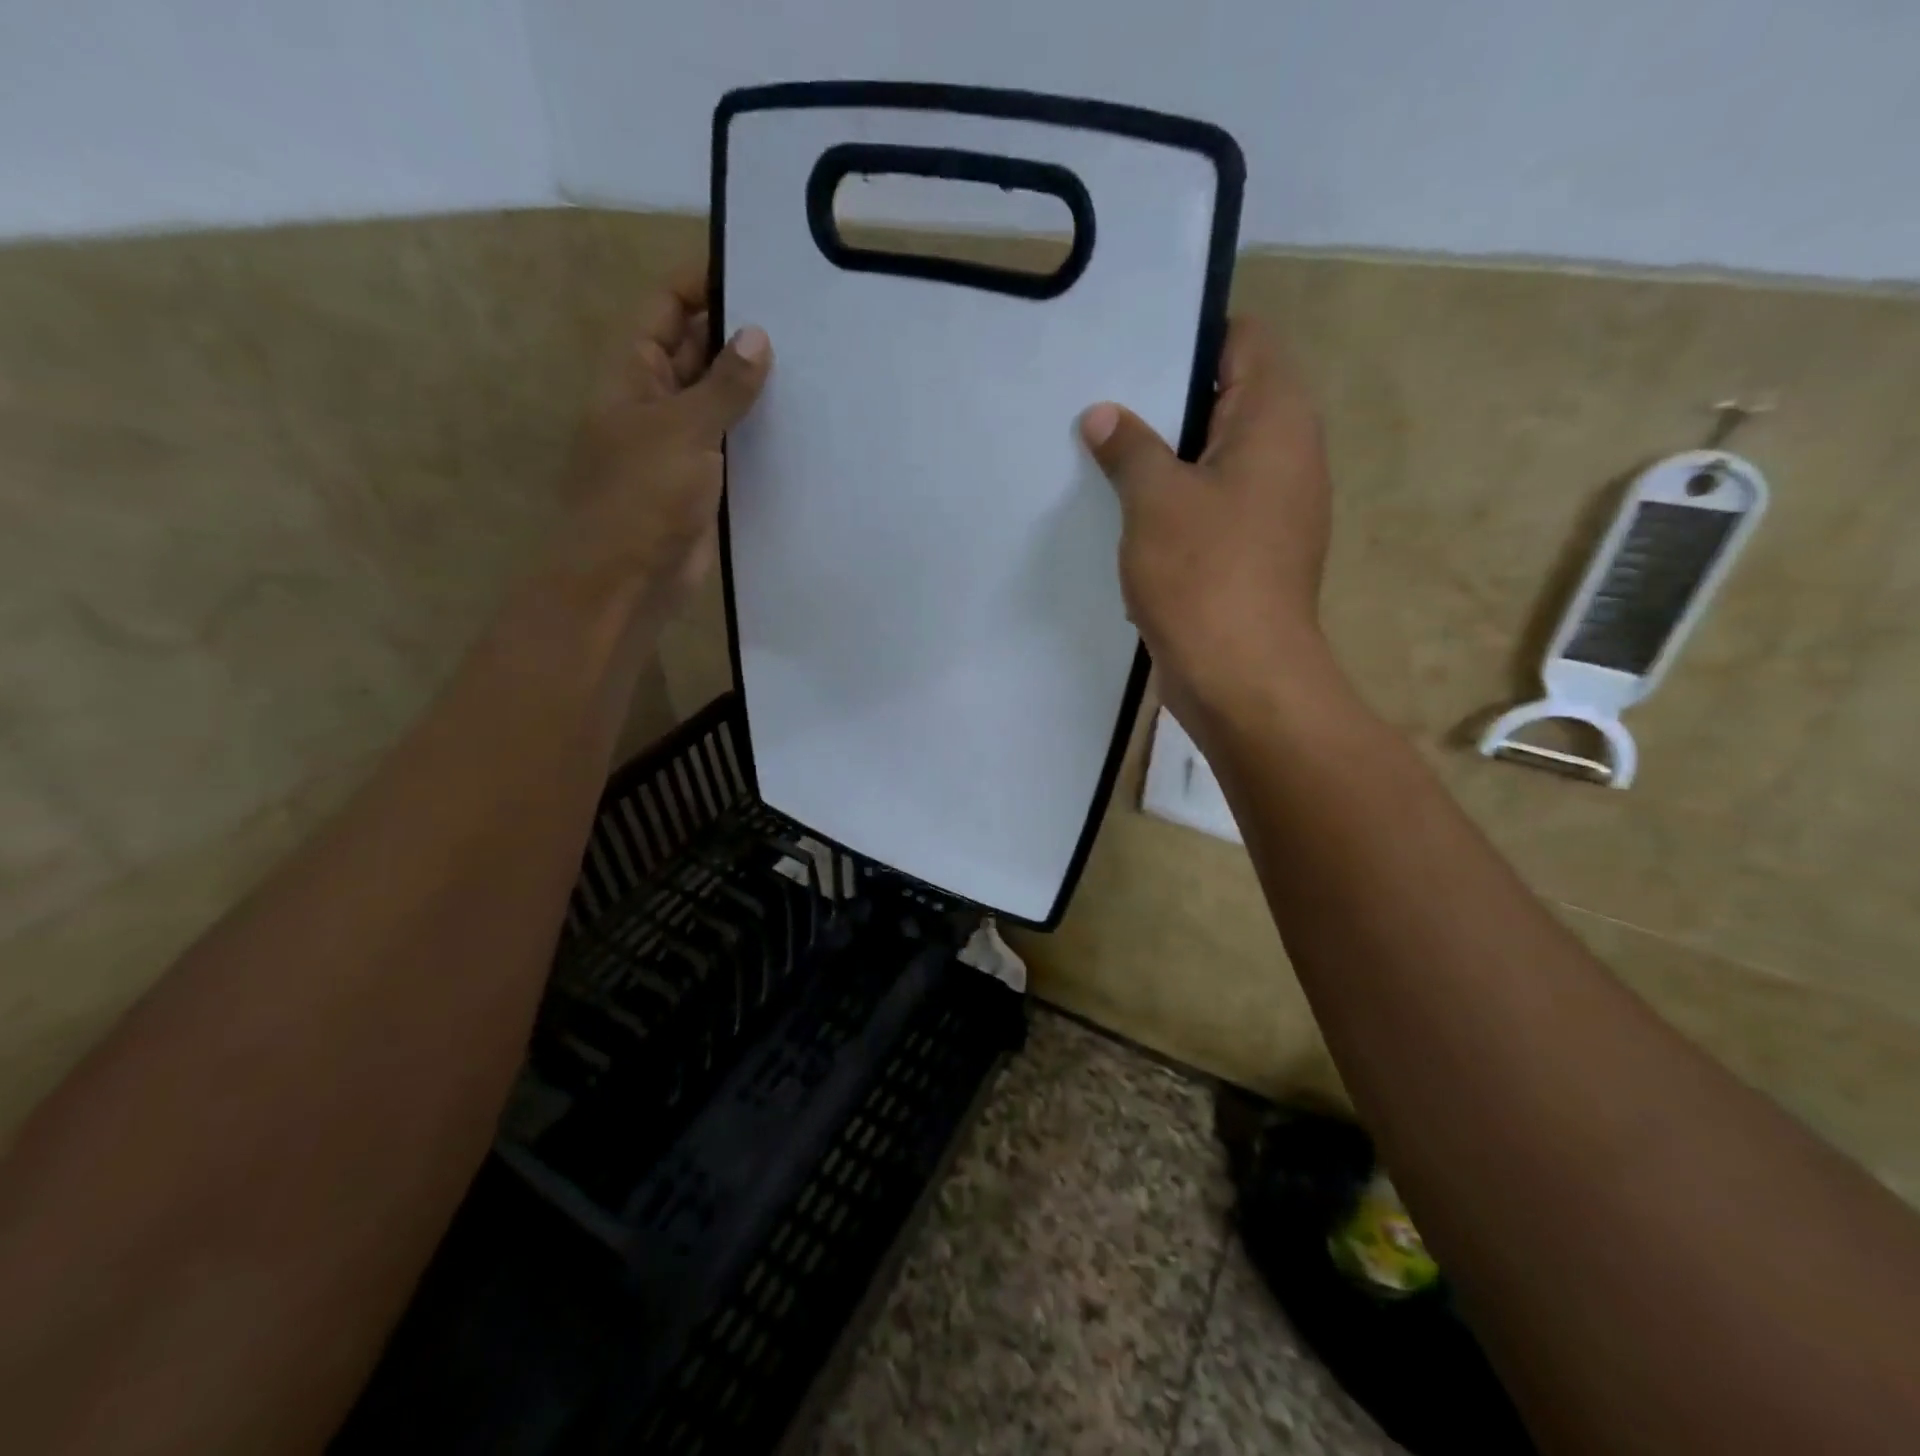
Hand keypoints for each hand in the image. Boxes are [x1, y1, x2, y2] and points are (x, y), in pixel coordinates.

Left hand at [542, 274, 770, 630]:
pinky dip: (761, 434)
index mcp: (633, 372)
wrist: (630, 579)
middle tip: (802, 323)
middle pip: (697, 350)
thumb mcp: (683, 431)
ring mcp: (682, 443)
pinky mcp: (706, 482)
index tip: (758, 277)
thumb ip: (723, 385)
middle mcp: (656, 400)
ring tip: (813, 367)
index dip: (703, 285)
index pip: (666, 306)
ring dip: (755, 388)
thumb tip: (758, 336)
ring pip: (720, 401)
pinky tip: (801, 425)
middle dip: (739, 335)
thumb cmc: (642, 496)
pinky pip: (735, 445)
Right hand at [1078, 318, 1331, 728]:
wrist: (1242, 678)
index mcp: (1276, 419)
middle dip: (1165, 399)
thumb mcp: (1155, 500)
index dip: (1190, 336)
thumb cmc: (1204, 574)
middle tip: (1101, 399)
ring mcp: (1271, 506)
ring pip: (1213, 457)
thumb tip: (1105, 415)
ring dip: (1164, 456)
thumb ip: (1129, 447)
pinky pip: (1210, 503)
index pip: (1244, 340)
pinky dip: (1174, 500)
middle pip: (1226, 398)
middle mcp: (1286, 453)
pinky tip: (1125, 510)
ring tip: (1103, 450)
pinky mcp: (1250, 550)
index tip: (1131, 350)